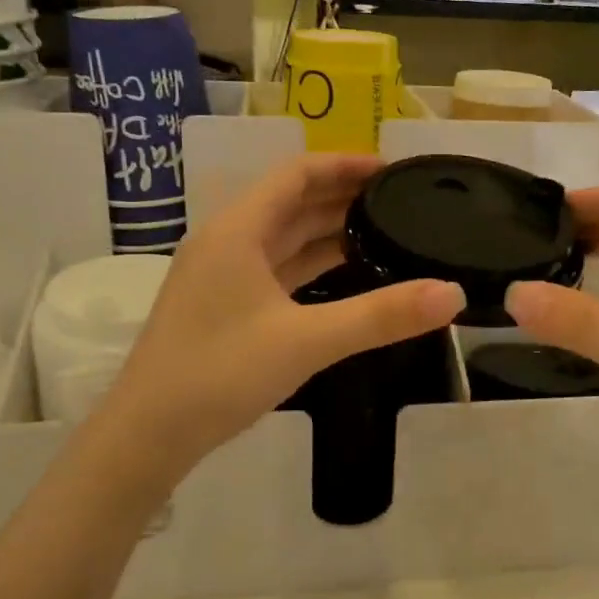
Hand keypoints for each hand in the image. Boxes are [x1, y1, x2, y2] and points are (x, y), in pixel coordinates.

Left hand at [97, 155, 464, 476]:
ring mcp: (222, 274)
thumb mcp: (307, 342)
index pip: (296, 174)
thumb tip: (451, 293)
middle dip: (342, 195)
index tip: (392, 169)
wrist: (147, 434)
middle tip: (398, 199)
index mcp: (238, 230)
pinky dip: (311, 263)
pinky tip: (344, 272)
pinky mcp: (224, 305)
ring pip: (283, 237)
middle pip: (291, 201)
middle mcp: (227, 241)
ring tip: (382, 230)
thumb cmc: (220, 374)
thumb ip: (381, 316)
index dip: (344, 164)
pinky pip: (276, 268)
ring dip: (328, 229)